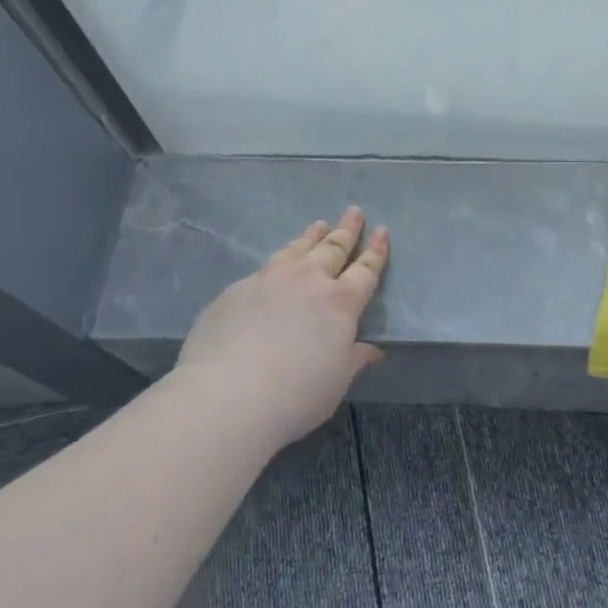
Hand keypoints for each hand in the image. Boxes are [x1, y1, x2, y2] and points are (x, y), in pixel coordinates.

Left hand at [176, 208, 389, 450]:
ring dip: (311, 236)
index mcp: (340, 303)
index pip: (365, 270)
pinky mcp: (236, 290)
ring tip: (319, 225)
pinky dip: (279, 261)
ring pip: (296, 250)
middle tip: (354, 212)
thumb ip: (354, 359)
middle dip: (346, 230)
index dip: (375, 251)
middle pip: (332, 249)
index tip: (381, 231)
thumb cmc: (295, 395)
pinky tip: (276, 267)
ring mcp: (269, 281)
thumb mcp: (336, 382)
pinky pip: (265, 268)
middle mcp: (307, 281)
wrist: (226, 395)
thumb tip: (372, 350)